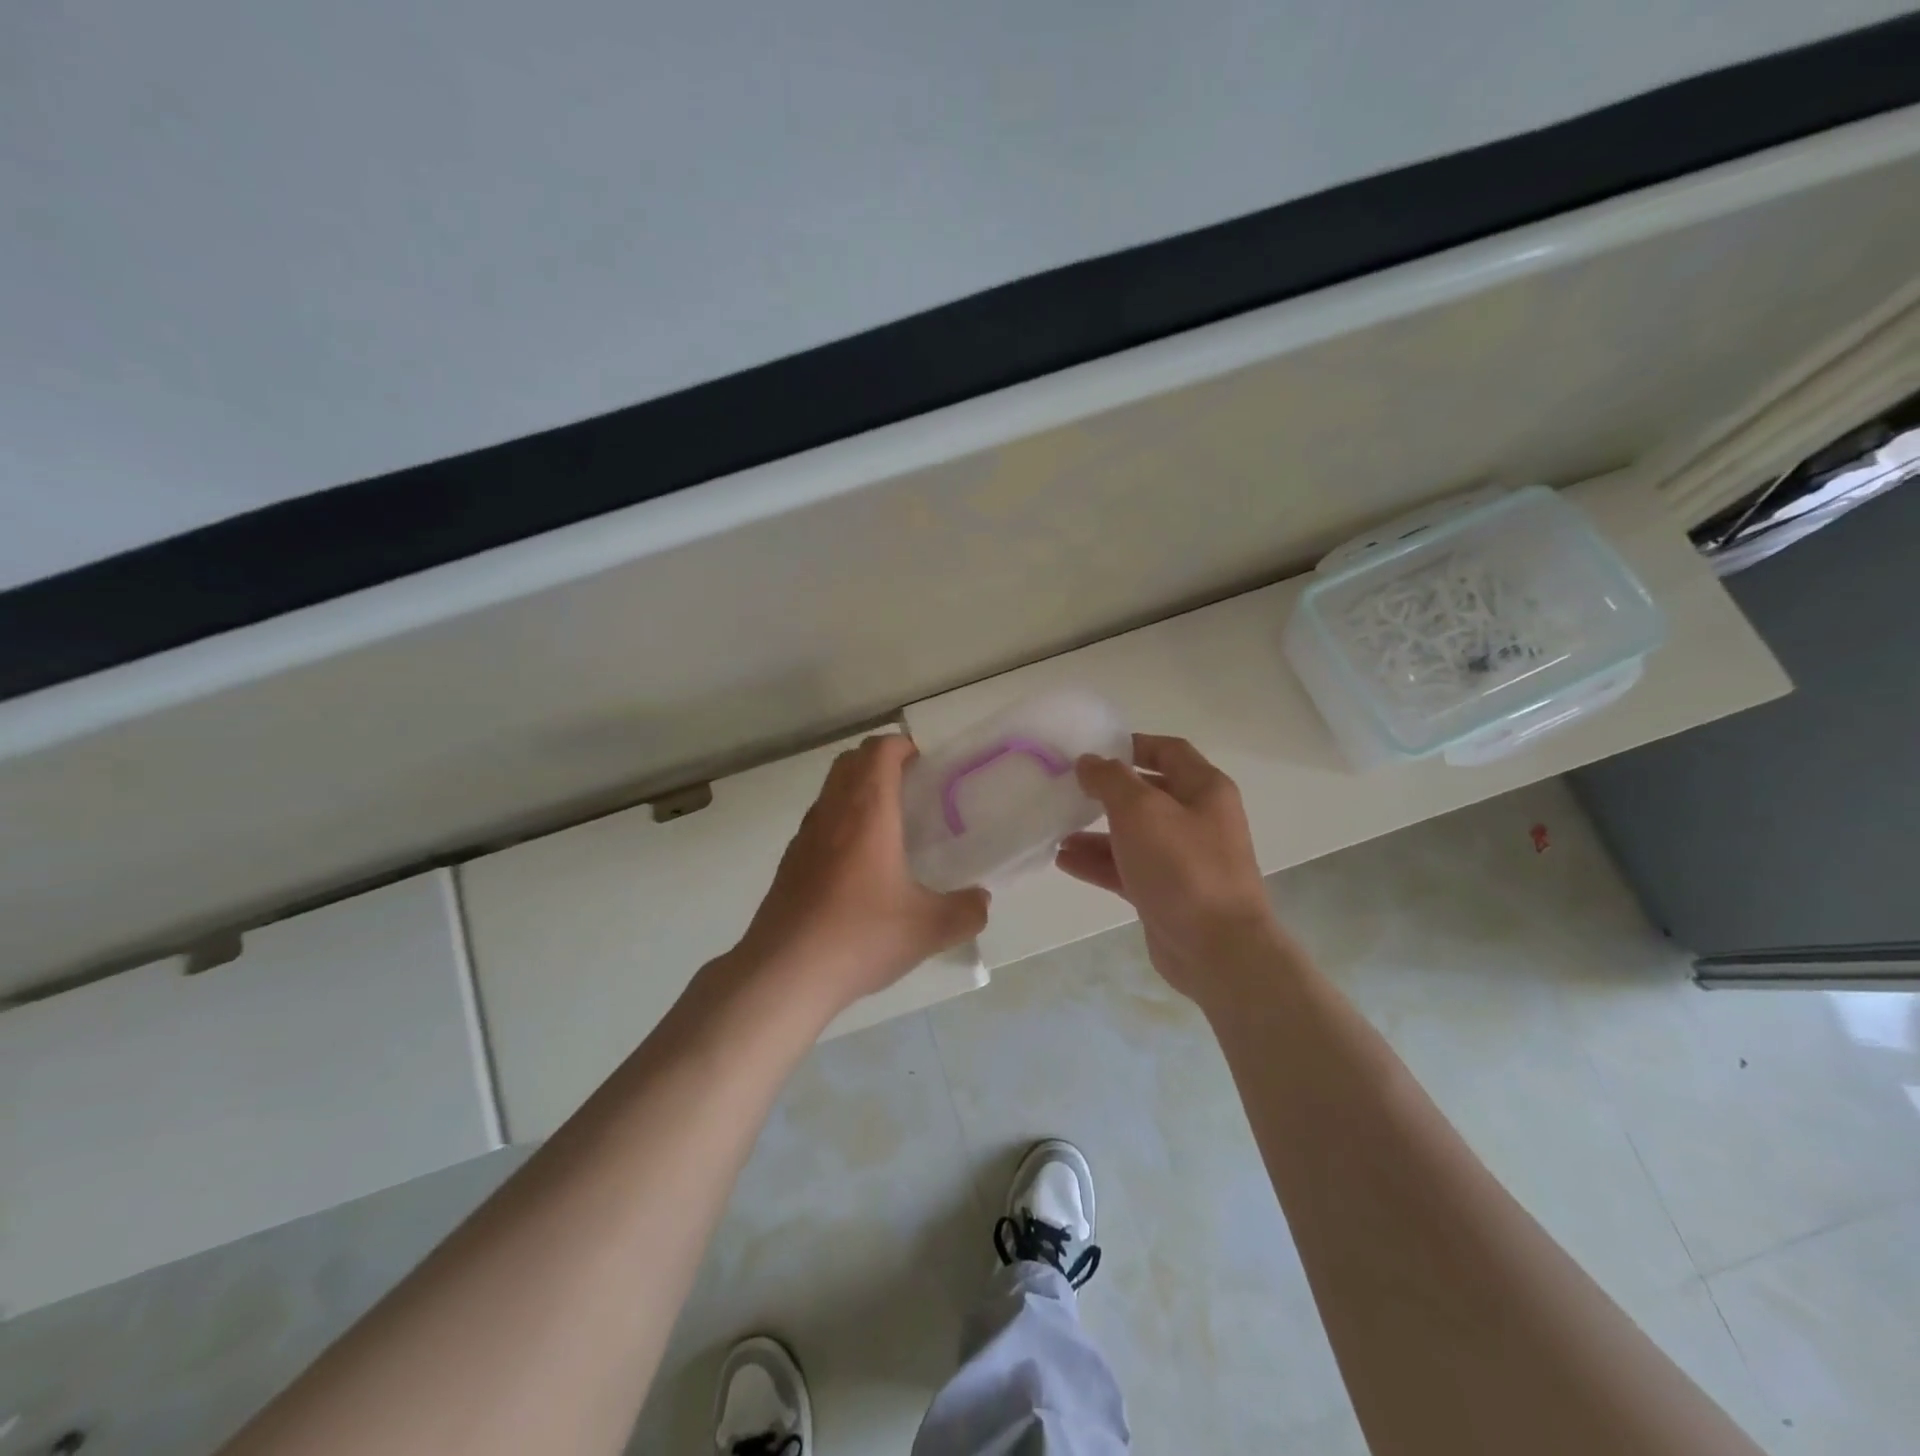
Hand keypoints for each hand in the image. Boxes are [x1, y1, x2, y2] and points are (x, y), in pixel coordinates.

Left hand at [735, 735, 989, 1014]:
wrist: (784, 973)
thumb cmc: (860, 936)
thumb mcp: (929, 929)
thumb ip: (966, 911)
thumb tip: (981, 901)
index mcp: (867, 811)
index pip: (879, 750)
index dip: (902, 746)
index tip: (925, 766)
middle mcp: (832, 812)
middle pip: (851, 761)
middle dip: (880, 762)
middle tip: (911, 790)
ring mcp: (804, 836)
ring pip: (831, 790)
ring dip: (857, 790)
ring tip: (888, 826)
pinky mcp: (789, 862)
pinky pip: (819, 822)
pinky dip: (840, 822)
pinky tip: (858, 867)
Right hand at [1056, 733, 1291, 1001]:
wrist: (1216, 949)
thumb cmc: (1182, 866)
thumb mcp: (1141, 810)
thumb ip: (1110, 779)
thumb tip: (1089, 762)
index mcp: (1204, 790)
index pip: (1169, 751)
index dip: (1132, 744)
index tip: (1093, 748)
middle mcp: (1197, 820)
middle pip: (1147, 794)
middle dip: (1107, 792)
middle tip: (1067, 788)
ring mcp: (1182, 860)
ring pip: (1132, 835)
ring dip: (1095, 831)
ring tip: (1056, 828)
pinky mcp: (1165, 893)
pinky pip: (1126, 868)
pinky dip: (1097, 863)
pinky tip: (1064, 860)